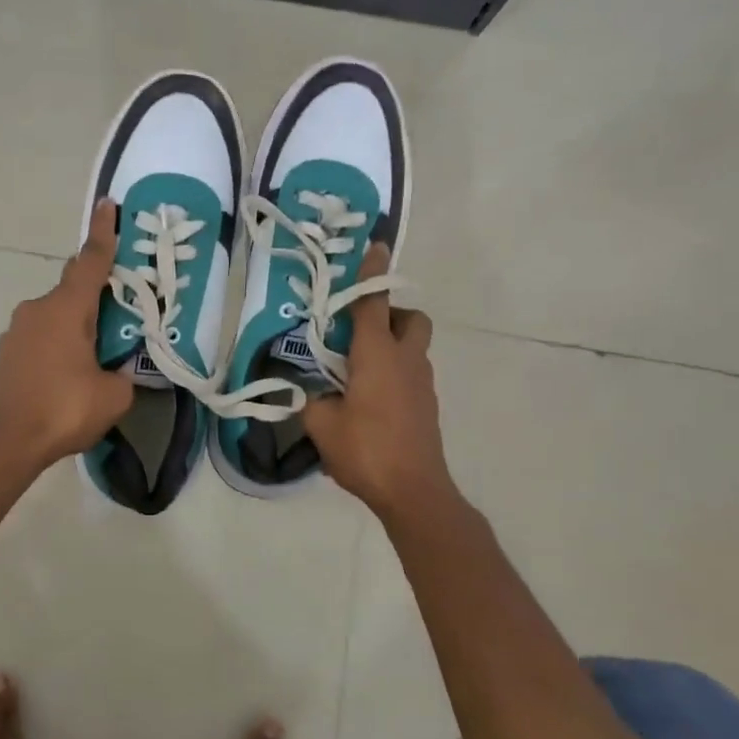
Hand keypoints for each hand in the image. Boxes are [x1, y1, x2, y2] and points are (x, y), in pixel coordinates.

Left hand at [0, 199, 134, 469]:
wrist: (6, 441)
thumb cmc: (63, 410)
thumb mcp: (113, 395)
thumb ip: (122, 374)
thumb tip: (115, 371)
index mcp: (67, 309)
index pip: (91, 262)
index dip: (103, 233)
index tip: (107, 205)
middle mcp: (38, 309)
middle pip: (74, 288)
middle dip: (97, 292)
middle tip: (121, 308)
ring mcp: (18, 330)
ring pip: (57, 314)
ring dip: (78, 323)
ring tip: (97, 353)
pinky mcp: (8, 352)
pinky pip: (43, 335)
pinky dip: (60, 342)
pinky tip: (70, 372)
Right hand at [303, 244, 456, 519]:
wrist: (414, 491)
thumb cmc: (366, 450)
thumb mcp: (322, 424)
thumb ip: (312, 400)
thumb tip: (311, 393)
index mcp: (377, 355)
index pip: (373, 303)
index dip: (371, 274)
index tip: (374, 247)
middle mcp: (406, 360)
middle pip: (412, 319)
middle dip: (392, 315)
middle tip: (360, 333)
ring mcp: (422, 384)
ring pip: (414, 348)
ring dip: (392, 346)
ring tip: (358, 372)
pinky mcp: (427, 406)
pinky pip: (412, 375)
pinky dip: (394, 374)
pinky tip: (370, 401)